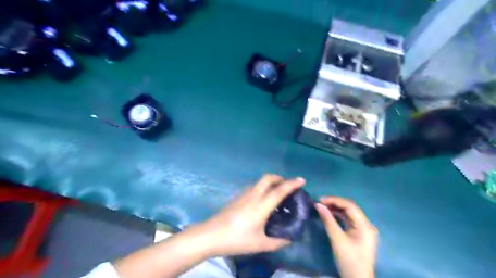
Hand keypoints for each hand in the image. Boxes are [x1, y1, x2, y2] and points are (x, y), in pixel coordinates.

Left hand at [199, 175, 304, 256]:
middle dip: (280, 178)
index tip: (302, 180)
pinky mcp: (237, 197)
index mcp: (262, 205)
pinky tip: (262, 199)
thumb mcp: (260, 244)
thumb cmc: (237, 239)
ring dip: (270, 182)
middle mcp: (254, 195)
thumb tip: (289, 239)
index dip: (292, 183)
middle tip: (287, 186)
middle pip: (268, 178)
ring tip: (276, 192)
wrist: (211, 235)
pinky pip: (254, 186)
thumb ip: (277, 242)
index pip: (280, 190)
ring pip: (260, 181)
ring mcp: (244, 194)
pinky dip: (262, 187)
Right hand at [316, 197, 378, 277]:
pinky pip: (348, 219)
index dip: (334, 200)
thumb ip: (328, 221)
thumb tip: (318, 205)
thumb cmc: (349, 261)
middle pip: (350, 208)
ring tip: (322, 207)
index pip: (350, 206)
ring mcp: (363, 229)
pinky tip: (329, 214)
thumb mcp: (337, 240)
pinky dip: (338, 215)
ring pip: (349, 213)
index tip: (320, 200)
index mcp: (365, 226)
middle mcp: (366, 224)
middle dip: (334, 203)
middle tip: (319, 202)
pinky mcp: (359, 233)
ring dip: (335, 208)